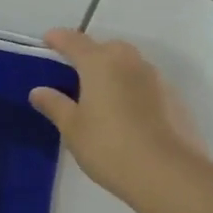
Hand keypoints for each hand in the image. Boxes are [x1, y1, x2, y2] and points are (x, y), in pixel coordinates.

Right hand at [29, 28, 208, 204]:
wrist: (168, 174)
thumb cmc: (109, 147)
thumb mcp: (72, 129)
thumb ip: (55, 105)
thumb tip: (38, 91)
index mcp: (100, 63)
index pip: (74, 41)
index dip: (58, 38)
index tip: (47, 40)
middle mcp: (130, 62)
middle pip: (107, 47)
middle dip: (90, 53)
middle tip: (75, 72)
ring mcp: (156, 79)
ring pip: (129, 64)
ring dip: (114, 71)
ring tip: (101, 96)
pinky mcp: (174, 99)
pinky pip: (146, 84)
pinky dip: (132, 89)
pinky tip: (126, 114)